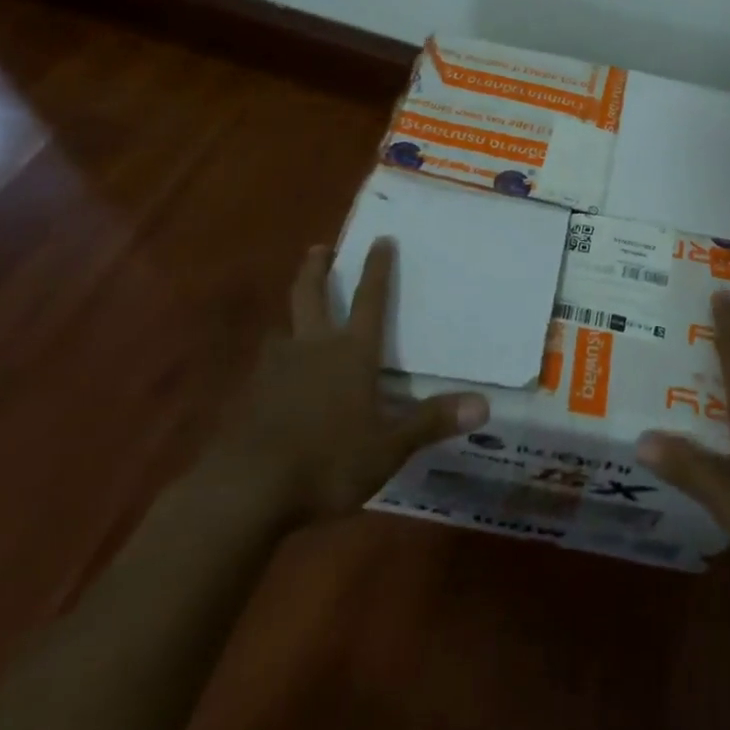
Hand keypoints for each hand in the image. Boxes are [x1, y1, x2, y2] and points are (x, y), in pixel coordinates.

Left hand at [207, 238, 488, 522]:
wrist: (245, 489)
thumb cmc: (327, 460)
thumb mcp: (388, 447)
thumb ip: (431, 422)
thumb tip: (484, 404)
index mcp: (351, 352)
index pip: (370, 299)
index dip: (377, 268)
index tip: (380, 239)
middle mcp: (313, 347)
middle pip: (312, 295)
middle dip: (317, 269)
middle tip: (319, 248)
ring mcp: (274, 369)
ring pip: (283, 328)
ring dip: (291, 315)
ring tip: (295, 317)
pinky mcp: (248, 396)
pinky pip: (265, 366)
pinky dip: (274, 360)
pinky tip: (275, 377)